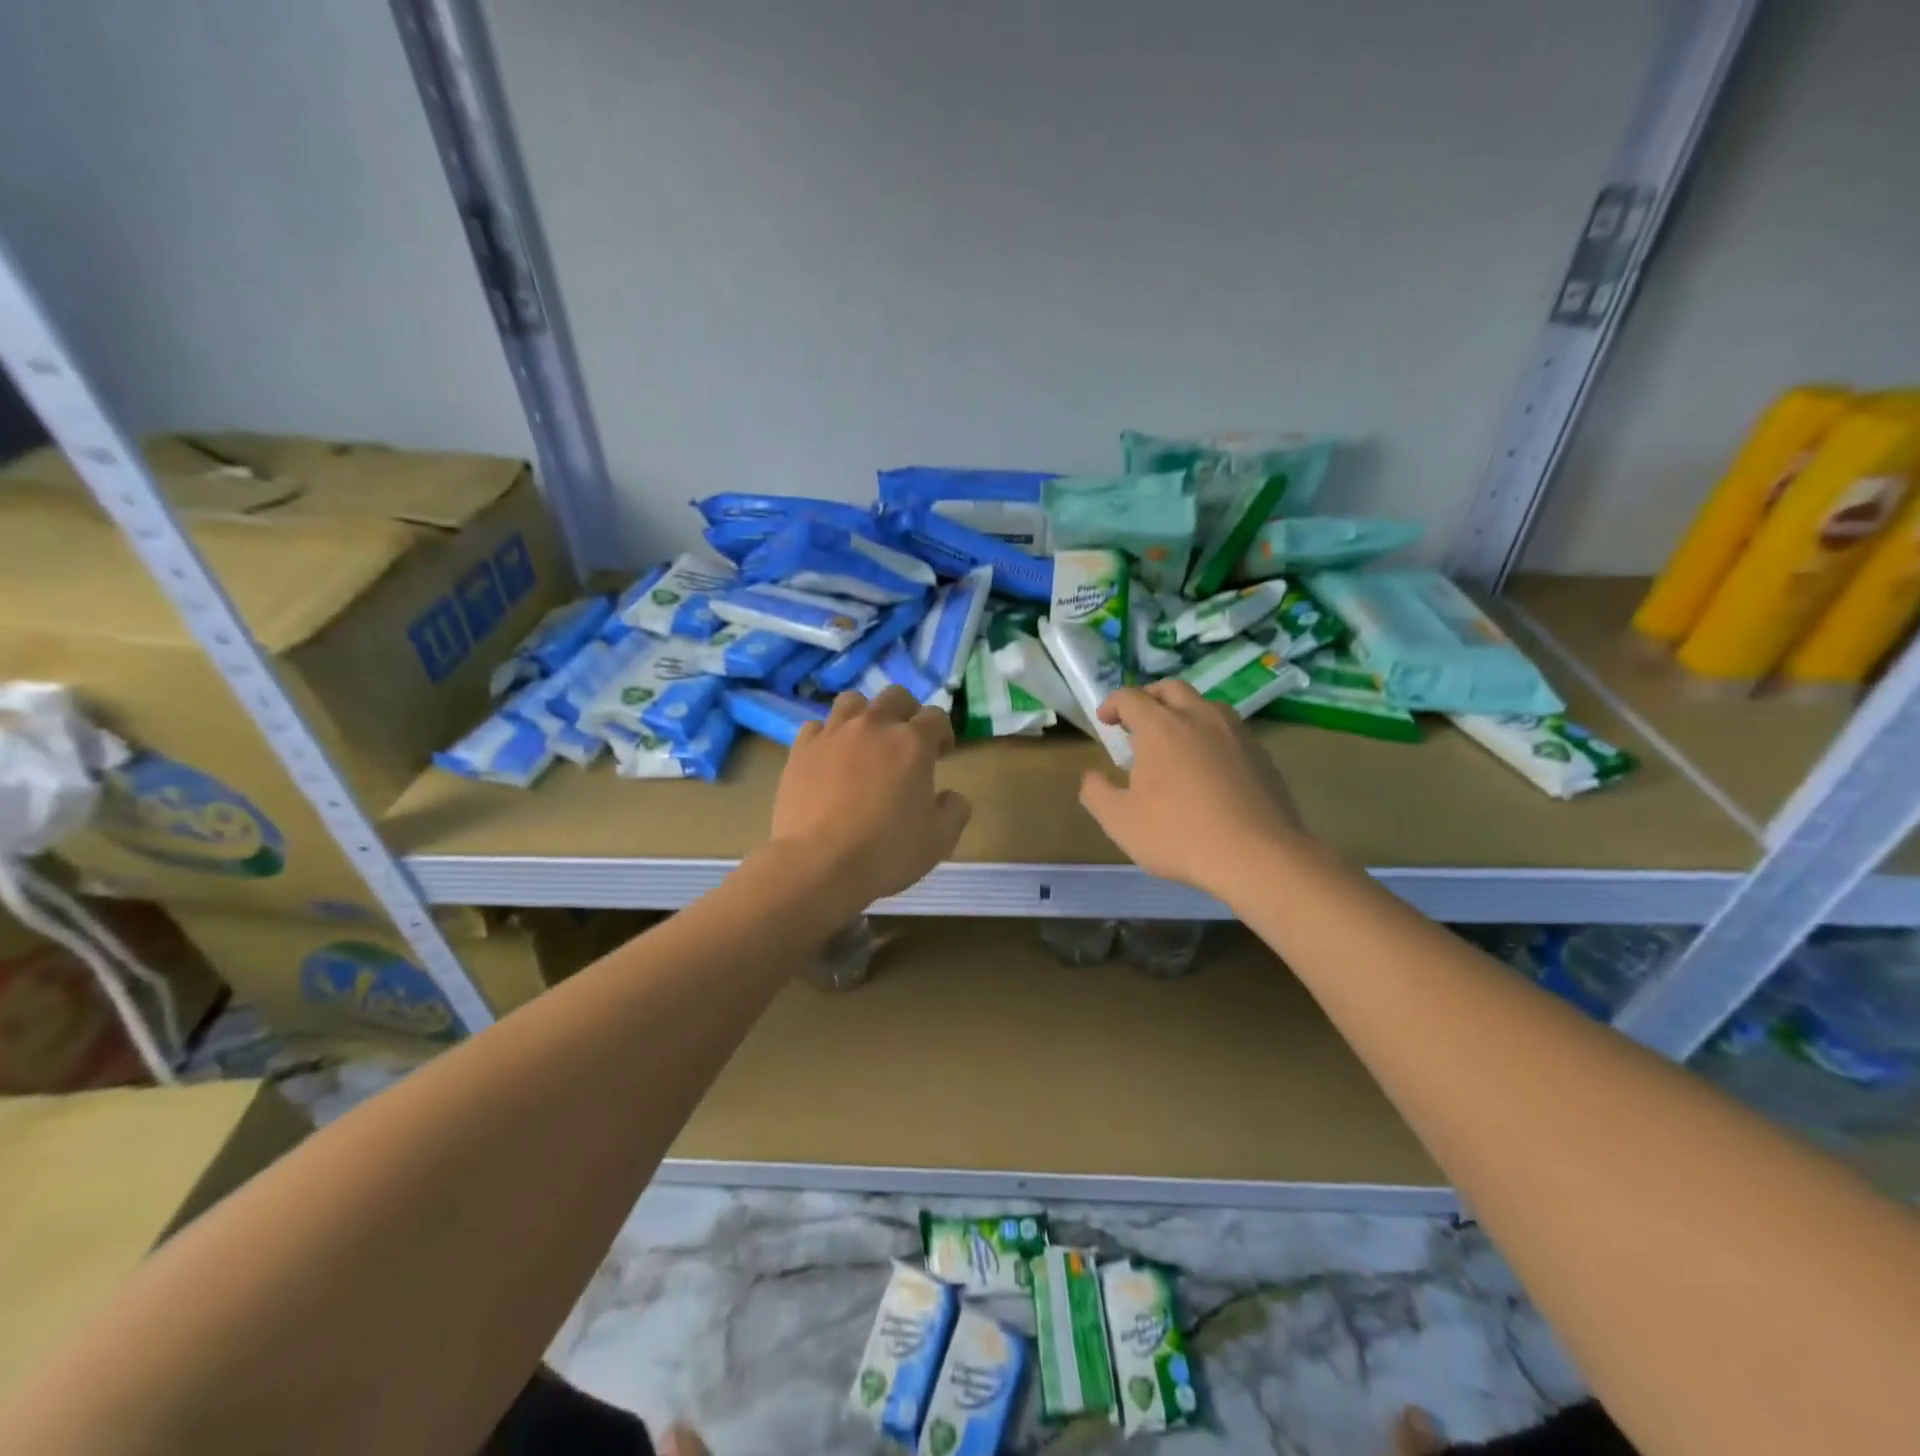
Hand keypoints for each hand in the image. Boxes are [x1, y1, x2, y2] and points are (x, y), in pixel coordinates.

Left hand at [768, 685, 970, 908]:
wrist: (818, 865)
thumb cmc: (886, 852)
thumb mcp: (940, 839)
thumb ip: (955, 810)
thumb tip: (950, 795)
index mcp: (913, 742)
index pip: (936, 716)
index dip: (943, 732)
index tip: (942, 754)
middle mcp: (874, 726)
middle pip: (895, 696)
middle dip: (907, 712)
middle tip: (907, 742)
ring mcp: (833, 734)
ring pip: (852, 701)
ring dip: (865, 714)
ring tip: (866, 741)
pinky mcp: (801, 749)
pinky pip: (817, 726)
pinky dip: (828, 735)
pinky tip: (830, 757)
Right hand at [1078, 680, 1307, 894]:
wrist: (1258, 856)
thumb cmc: (1179, 835)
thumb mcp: (1120, 821)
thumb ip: (1096, 793)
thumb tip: (1092, 776)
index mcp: (1161, 726)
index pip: (1130, 697)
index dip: (1113, 704)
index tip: (1105, 721)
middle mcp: (1199, 717)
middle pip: (1171, 689)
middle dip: (1149, 697)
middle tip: (1138, 720)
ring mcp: (1236, 733)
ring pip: (1205, 705)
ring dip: (1184, 712)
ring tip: (1175, 740)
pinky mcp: (1261, 754)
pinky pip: (1229, 731)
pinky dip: (1210, 736)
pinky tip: (1208, 767)